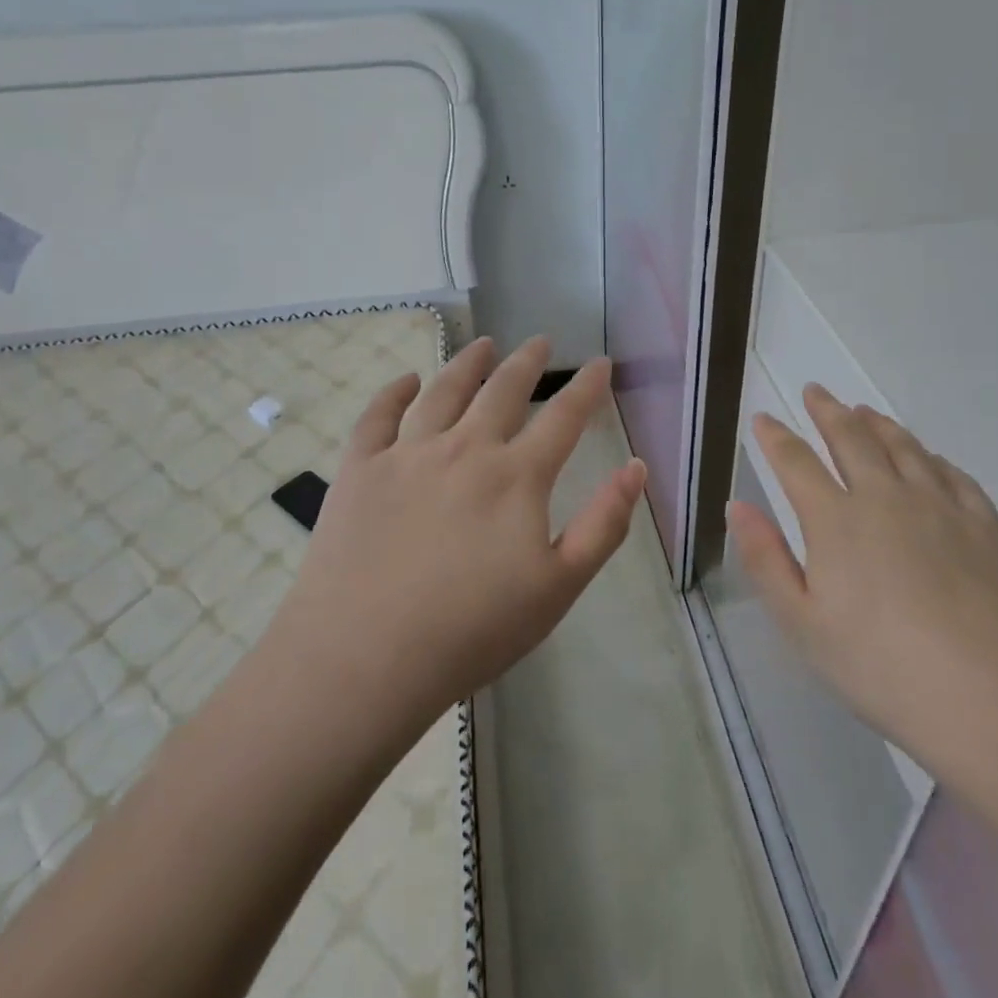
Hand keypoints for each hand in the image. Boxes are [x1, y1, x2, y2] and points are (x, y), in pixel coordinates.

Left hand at [263, 336, 646, 736]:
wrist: (366, 656)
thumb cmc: (473, 630)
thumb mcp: (559, 587)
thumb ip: (604, 524)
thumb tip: (637, 467)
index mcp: (516, 477)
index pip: (563, 418)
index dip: (586, 387)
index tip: (600, 362)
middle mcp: (464, 449)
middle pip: (502, 391)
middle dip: (526, 362)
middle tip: (539, 341)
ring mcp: (407, 454)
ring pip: (443, 391)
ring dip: (468, 363)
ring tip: (483, 344)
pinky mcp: (360, 469)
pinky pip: (377, 416)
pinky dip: (394, 392)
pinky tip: (406, 381)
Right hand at [727, 385, 997, 785]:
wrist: (994, 701)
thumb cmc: (881, 668)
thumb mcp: (802, 624)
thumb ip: (765, 559)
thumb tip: (737, 506)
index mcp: (836, 520)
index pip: (796, 462)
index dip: (775, 437)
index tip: (763, 418)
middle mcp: (886, 498)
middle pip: (852, 439)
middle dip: (828, 411)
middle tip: (816, 391)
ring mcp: (940, 508)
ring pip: (904, 448)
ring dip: (879, 424)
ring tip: (865, 411)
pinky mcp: (984, 527)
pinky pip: (953, 475)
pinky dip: (932, 458)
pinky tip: (929, 459)